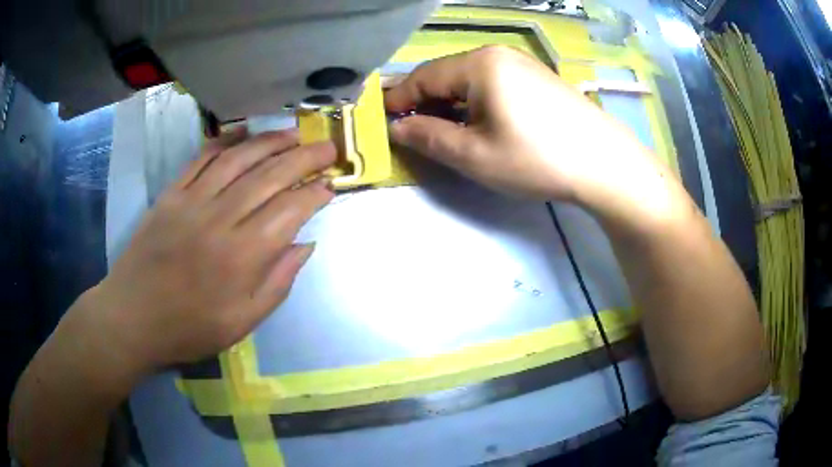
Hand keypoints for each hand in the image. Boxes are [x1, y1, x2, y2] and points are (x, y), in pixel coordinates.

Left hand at [85, 128, 335, 376]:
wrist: (132, 318)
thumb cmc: (189, 328)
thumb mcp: (242, 323)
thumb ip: (278, 283)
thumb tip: (305, 245)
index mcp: (241, 256)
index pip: (289, 211)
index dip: (314, 194)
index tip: (331, 185)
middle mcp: (219, 218)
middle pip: (269, 176)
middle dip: (304, 159)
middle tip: (328, 148)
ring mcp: (191, 201)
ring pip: (238, 159)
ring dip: (270, 142)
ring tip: (294, 134)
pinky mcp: (170, 194)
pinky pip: (202, 158)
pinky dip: (225, 141)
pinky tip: (244, 133)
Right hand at [385, 46, 662, 210]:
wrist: (604, 164)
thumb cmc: (536, 159)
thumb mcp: (473, 155)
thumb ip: (427, 137)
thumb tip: (397, 128)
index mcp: (479, 64)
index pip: (423, 77)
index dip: (399, 100)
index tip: (382, 122)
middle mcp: (498, 54)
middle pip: (447, 75)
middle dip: (425, 102)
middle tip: (411, 130)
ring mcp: (522, 64)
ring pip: (470, 80)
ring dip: (450, 103)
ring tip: (443, 131)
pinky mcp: (537, 78)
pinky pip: (493, 84)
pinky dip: (476, 102)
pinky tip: (479, 123)